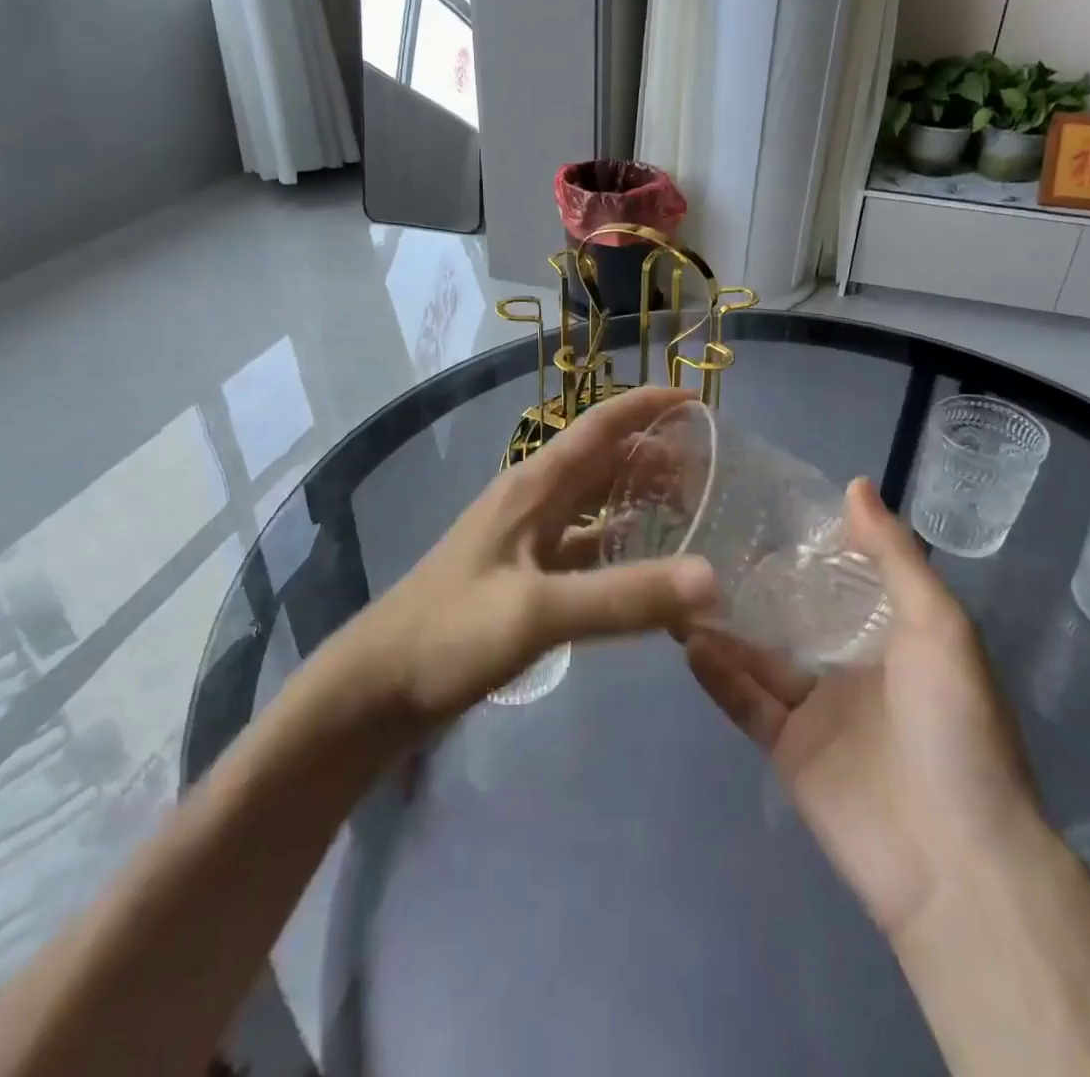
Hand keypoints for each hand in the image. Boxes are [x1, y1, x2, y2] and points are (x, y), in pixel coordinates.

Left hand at [354, 385, 716, 725]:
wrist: (377, 687)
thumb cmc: (449, 634)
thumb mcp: (538, 612)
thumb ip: (623, 596)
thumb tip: (710, 578)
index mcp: (533, 487)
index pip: (599, 426)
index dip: (646, 406)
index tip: (698, 402)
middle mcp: (532, 503)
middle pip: (603, 463)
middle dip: (655, 457)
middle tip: (711, 473)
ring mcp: (526, 542)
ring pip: (595, 506)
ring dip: (638, 502)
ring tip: (691, 514)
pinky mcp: (524, 580)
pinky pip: (584, 550)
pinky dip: (619, 551)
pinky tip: (645, 573)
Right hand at [682, 480, 1039, 941]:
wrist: (955, 858)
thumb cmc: (954, 725)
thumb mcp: (937, 625)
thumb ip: (894, 555)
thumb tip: (854, 483)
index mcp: (894, 636)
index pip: (844, 579)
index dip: (809, 546)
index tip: (763, 505)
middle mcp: (853, 668)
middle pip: (794, 617)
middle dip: (756, 584)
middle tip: (705, 540)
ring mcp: (818, 711)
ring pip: (761, 657)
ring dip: (724, 626)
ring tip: (681, 584)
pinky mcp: (788, 750)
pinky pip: (747, 702)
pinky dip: (719, 674)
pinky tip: (688, 640)